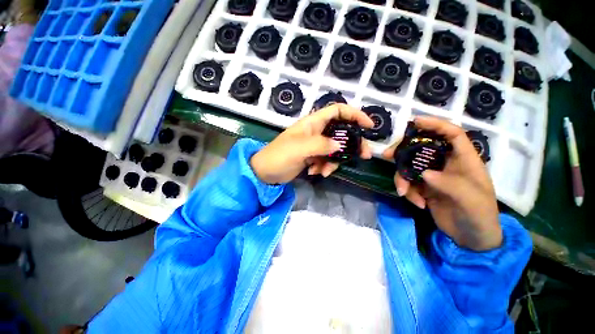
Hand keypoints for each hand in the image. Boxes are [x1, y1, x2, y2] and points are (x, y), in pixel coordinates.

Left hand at [251, 104, 373, 183]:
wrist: (266, 173)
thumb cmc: (278, 156)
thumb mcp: (299, 148)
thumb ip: (320, 145)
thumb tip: (339, 146)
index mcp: (312, 123)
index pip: (338, 111)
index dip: (355, 114)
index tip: (369, 126)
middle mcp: (316, 132)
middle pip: (342, 132)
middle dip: (352, 144)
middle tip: (363, 156)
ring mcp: (315, 145)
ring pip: (335, 150)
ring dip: (334, 162)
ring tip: (322, 171)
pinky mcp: (313, 157)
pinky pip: (327, 160)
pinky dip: (324, 167)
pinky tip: (314, 173)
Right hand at [383, 116, 501, 250]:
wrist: (471, 238)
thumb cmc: (480, 216)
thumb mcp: (471, 200)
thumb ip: (450, 184)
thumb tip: (424, 173)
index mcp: (464, 160)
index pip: (452, 135)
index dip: (436, 124)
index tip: (415, 121)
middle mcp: (446, 164)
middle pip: (422, 148)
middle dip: (403, 151)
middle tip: (387, 155)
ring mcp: (433, 175)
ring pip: (409, 166)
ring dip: (402, 178)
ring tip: (404, 193)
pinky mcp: (423, 187)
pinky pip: (408, 182)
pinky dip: (408, 191)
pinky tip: (417, 203)